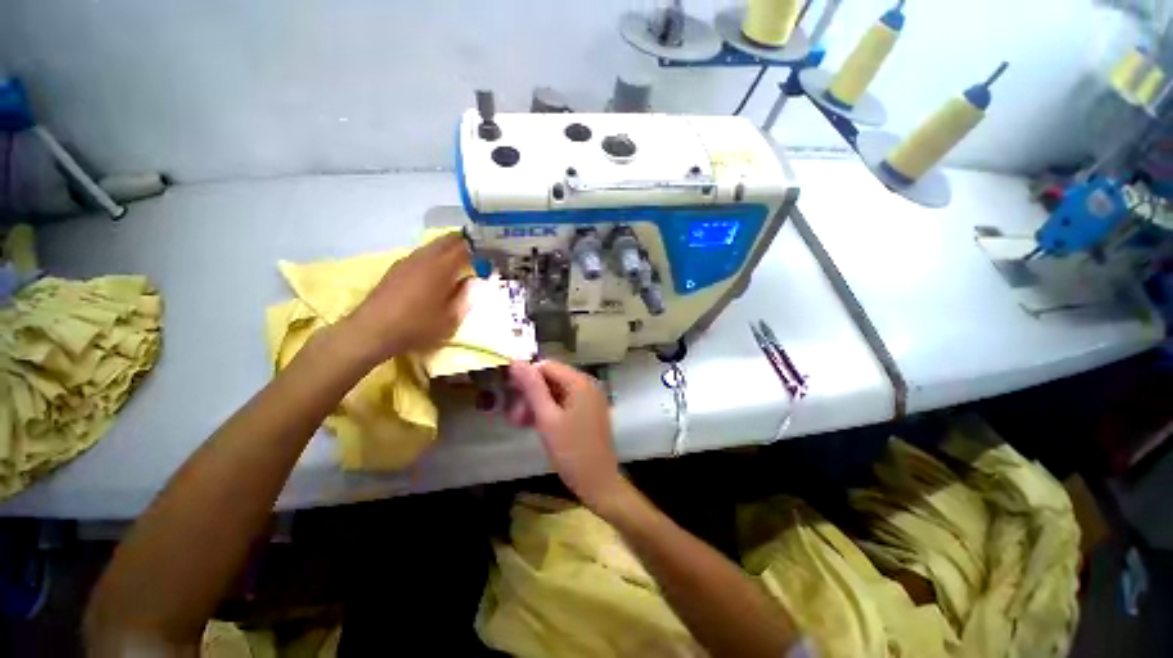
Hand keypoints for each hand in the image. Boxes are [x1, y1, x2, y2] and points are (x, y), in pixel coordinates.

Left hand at [343, 233, 471, 364]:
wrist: (372, 331)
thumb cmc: (417, 326)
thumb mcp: (451, 318)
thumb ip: (467, 297)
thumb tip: (478, 282)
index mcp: (441, 267)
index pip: (465, 247)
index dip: (481, 248)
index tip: (492, 254)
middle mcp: (424, 257)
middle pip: (448, 240)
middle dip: (466, 244)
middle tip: (480, 255)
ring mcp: (407, 261)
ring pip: (433, 246)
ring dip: (449, 250)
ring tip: (462, 263)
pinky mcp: (397, 269)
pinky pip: (421, 255)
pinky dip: (435, 257)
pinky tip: (437, 273)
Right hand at [507, 360, 627, 511]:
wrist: (598, 483)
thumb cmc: (572, 451)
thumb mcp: (547, 418)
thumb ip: (532, 388)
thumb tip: (516, 362)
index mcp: (580, 382)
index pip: (547, 366)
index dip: (526, 377)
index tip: (509, 394)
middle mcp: (587, 385)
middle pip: (551, 379)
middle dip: (530, 394)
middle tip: (513, 416)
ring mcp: (588, 398)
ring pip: (555, 392)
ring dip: (536, 404)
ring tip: (519, 423)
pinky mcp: (587, 411)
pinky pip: (563, 403)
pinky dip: (548, 411)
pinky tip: (532, 424)